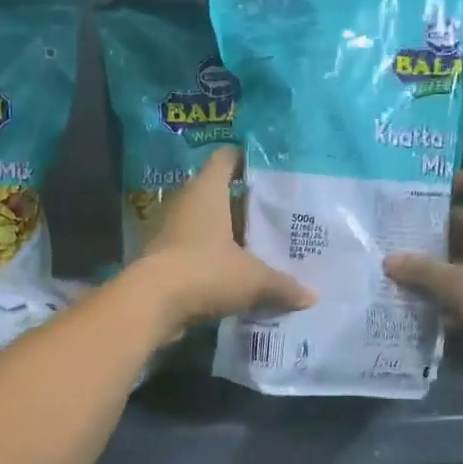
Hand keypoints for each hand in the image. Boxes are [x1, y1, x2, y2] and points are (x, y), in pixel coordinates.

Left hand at [126, 148, 313, 335]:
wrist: (150, 305)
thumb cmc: (205, 272)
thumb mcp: (253, 279)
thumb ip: (283, 284)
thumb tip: (311, 296)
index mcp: (207, 191)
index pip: (226, 158)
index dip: (247, 159)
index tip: (270, 171)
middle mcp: (185, 203)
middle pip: (219, 194)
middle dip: (245, 206)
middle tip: (275, 218)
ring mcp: (169, 231)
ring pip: (206, 225)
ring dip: (228, 236)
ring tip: (261, 249)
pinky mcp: (162, 259)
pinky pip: (194, 252)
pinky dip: (213, 260)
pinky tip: (236, 276)